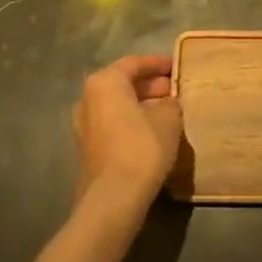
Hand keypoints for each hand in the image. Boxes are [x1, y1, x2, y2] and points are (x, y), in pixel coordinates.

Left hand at [73, 54, 182, 211]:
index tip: (177, 67)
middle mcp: (88, 99)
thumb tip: (168, 102)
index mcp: (104, 82)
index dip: (159, 64)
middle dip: (150, 86)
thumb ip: (170, 103)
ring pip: (118, 106)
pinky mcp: (87, 149)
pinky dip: (132, 122)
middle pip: (123, 84)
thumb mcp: (168, 118)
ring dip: (142, 105)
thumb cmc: (142, 147)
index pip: (135, 63)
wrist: (114, 198)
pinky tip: (153, 132)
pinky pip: (113, 124)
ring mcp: (84, 126)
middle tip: (175, 90)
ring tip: (168, 111)